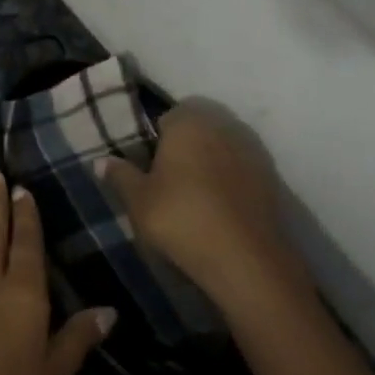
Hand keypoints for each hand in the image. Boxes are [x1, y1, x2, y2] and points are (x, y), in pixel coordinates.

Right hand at [97, 103, 315, 309]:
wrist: (246, 259)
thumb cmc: (182, 218)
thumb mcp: (139, 200)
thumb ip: (120, 175)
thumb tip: (101, 161)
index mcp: (189, 122)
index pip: (168, 115)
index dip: (155, 137)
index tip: (147, 163)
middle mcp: (224, 125)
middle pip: (199, 127)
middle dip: (184, 146)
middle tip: (166, 178)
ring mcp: (253, 150)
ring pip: (222, 146)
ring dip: (209, 161)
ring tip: (192, 194)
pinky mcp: (272, 177)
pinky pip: (241, 168)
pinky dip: (229, 179)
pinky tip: (217, 206)